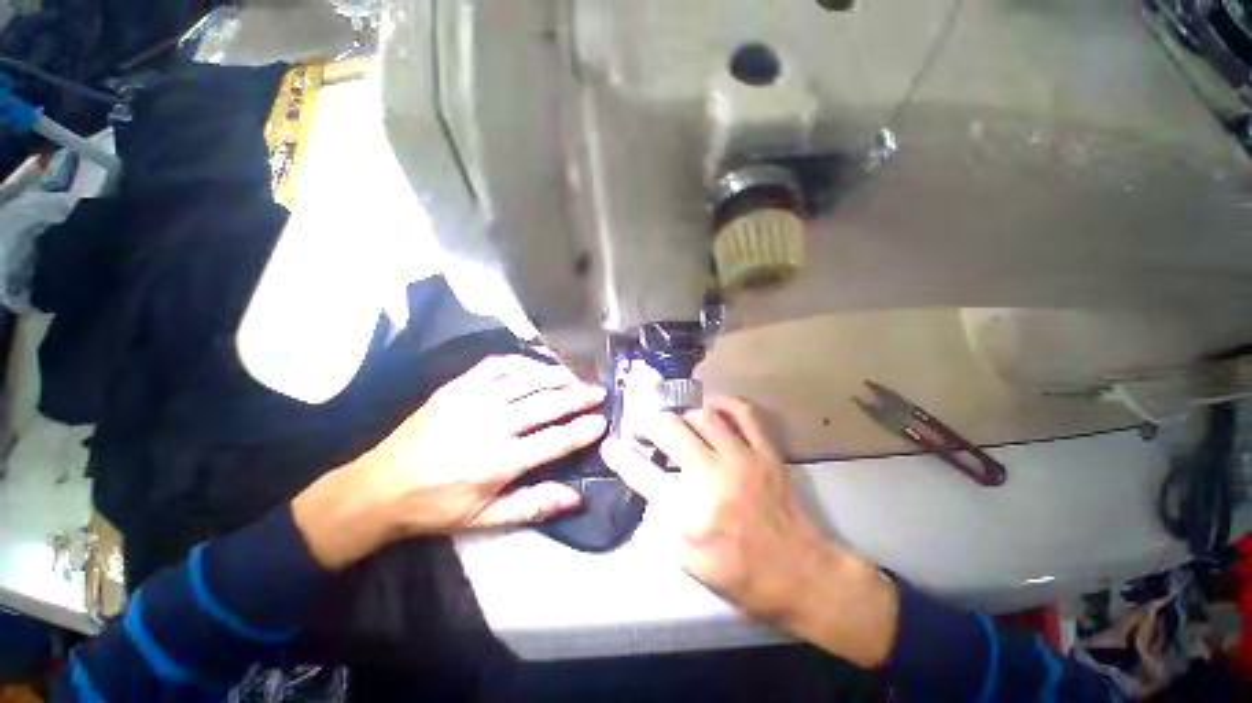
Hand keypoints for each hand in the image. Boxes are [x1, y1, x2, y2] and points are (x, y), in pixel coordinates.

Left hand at [294, 355, 605, 568]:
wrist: (380, 486)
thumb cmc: (437, 506)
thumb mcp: (485, 518)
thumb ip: (533, 505)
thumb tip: (576, 497)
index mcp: (498, 461)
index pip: (554, 440)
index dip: (583, 430)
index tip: (603, 421)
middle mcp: (490, 425)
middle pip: (546, 403)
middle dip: (578, 396)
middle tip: (599, 391)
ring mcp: (472, 400)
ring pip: (526, 380)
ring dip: (556, 375)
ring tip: (576, 376)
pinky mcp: (456, 387)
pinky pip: (496, 366)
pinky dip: (522, 362)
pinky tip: (536, 366)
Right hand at [600, 396, 898, 667]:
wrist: (801, 574)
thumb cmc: (742, 576)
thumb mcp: (690, 564)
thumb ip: (661, 526)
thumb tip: (648, 495)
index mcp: (691, 513)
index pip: (643, 475)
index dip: (620, 457)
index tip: (609, 445)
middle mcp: (713, 477)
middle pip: (670, 430)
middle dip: (648, 422)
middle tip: (641, 426)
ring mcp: (743, 459)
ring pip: (703, 416)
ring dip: (681, 414)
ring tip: (674, 422)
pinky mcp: (766, 452)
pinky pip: (743, 412)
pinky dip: (723, 403)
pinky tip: (710, 407)